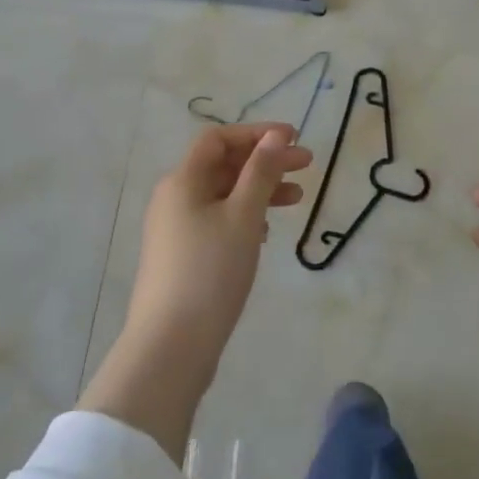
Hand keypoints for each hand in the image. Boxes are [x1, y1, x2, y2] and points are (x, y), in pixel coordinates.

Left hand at [79, 124, 311, 463]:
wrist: (171, 345)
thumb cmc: (210, 271)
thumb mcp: (243, 216)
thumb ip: (261, 172)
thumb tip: (275, 136)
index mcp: (183, 181)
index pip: (218, 139)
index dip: (257, 134)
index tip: (294, 139)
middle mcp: (174, 198)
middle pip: (223, 165)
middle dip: (265, 162)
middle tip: (307, 166)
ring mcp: (175, 229)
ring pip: (223, 195)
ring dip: (259, 190)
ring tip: (297, 199)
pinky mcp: (182, 256)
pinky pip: (217, 221)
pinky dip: (244, 216)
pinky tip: (265, 232)